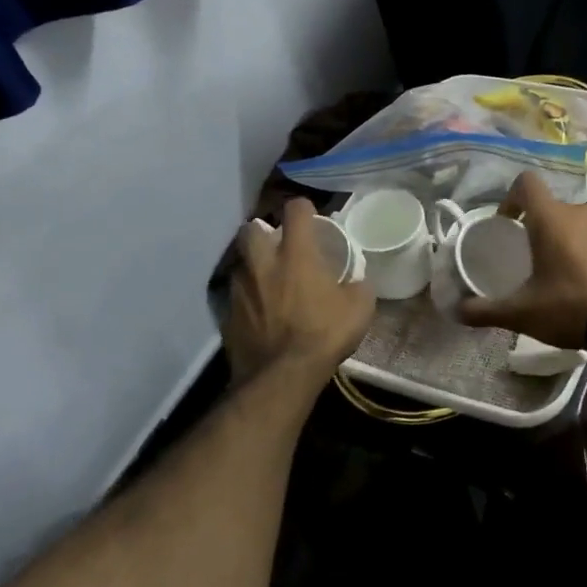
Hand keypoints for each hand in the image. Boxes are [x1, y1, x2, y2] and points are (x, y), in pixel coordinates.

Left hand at [224, 199, 373, 393]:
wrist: (280, 377)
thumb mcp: (359, 309)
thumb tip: (356, 281)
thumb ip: (357, 286)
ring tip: (269, 280)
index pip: (295, 210)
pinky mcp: (227, 314)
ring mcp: (240, 288)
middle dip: (263, 231)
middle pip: (251, 229)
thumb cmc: (323, 335)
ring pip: (241, 262)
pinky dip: (247, 297)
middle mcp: (263, 263)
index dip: (303, 209)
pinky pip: (236, 295)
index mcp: (296, 254)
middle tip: (278, 245)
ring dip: (253, 265)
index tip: (310, 217)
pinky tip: (260, 312)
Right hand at [459, 172, 586, 348]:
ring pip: (571, 222)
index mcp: (551, 218)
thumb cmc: (569, 305)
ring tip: (550, 269)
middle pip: (549, 206)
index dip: (511, 197)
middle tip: (524, 254)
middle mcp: (578, 213)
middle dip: (534, 225)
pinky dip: (580, 250)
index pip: (526, 182)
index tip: (506, 224)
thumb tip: (457, 311)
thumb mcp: (522, 312)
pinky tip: (576, 280)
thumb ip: (487, 310)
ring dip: (559, 237)